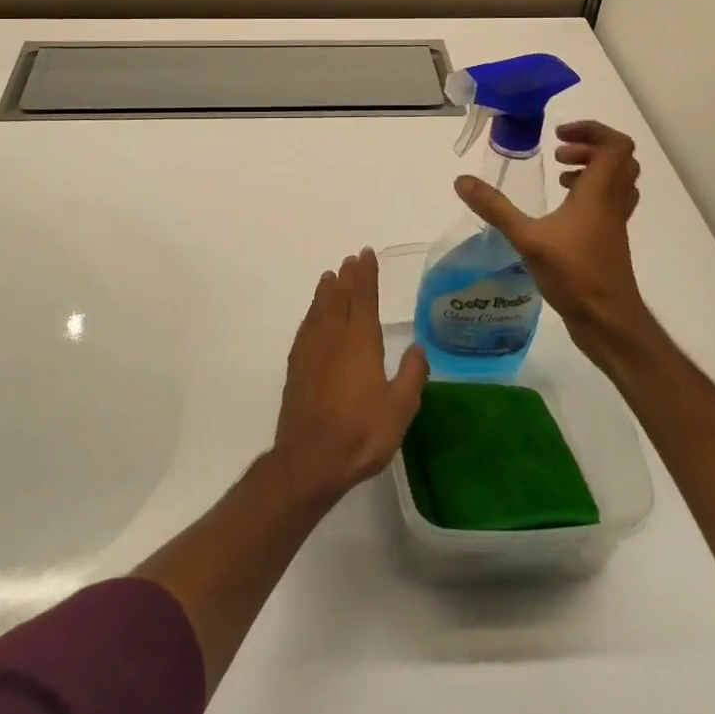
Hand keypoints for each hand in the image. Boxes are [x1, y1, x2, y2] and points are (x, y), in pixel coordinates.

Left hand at [271, 248, 427, 505]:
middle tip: (351, 260)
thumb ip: (411, 375)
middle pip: (340, 297)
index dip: (367, 274)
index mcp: (360, 340)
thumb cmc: (361, 433)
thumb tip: (418, 348)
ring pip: (320, 309)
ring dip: (327, 291)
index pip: (364, 296)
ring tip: (330, 277)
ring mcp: (311, 349)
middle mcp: (334, 336)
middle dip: (347, 277)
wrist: (310, 459)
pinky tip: (313, 316)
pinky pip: (306, 327)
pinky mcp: (297, 366)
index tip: (367, 254)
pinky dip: (312, 313)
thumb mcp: (400, 408)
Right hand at [455, 120, 650, 370]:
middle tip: (558, 155)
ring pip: (618, 181)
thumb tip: (462, 181)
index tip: (558, 136)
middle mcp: (613, 202)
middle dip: (589, 147)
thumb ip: (495, 208)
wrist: (609, 322)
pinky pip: (609, 202)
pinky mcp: (610, 241)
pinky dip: (590, 194)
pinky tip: (561, 211)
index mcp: (599, 193)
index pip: (615, 145)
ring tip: (560, 177)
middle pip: (619, 159)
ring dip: (591, 170)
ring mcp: (614, 223)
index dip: (591, 131)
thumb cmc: (575, 275)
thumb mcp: (527, 238)